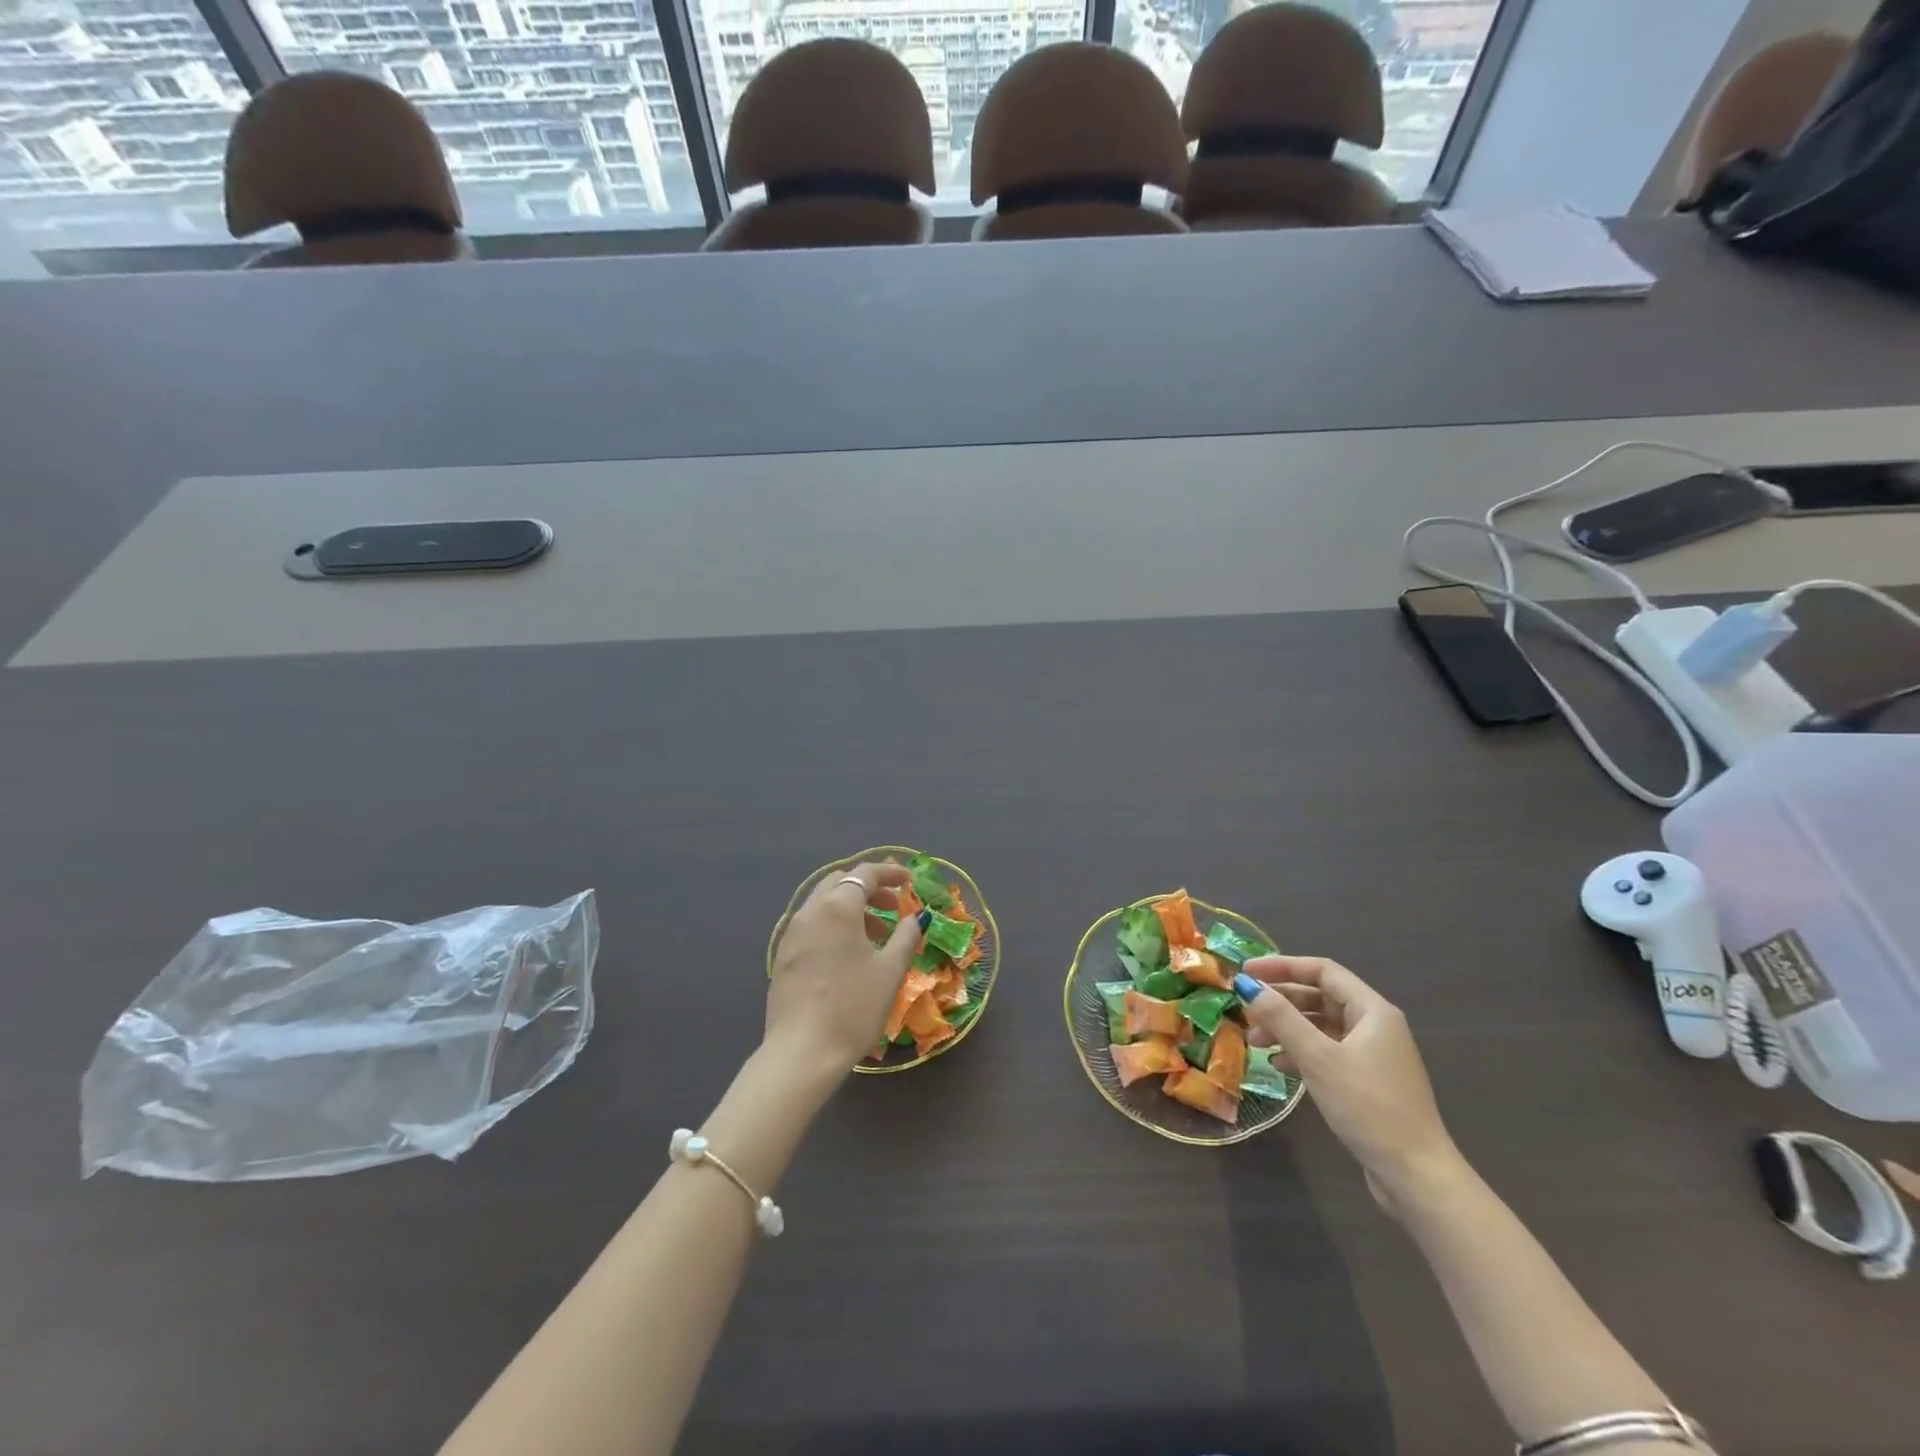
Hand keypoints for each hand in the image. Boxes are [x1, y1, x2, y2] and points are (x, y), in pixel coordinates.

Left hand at [766, 861, 926, 1073]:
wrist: (802, 1053)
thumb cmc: (853, 1007)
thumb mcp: (890, 971)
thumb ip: (906, 936)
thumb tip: (915, 917)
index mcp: (837, 908)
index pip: (864, 874)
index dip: (890, 873)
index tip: (909, 882)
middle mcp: (810, 912)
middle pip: (839, 883)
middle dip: (868, 888)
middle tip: (894, 906)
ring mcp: (791, 934)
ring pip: (823, 904)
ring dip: (851, 907)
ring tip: (876, 934)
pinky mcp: (782, 957)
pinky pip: (811, 925)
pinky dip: (833, 925)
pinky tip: (848, 954)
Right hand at [1238, 955, 1463, 1214]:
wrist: (1415, 1176)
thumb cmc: (1368, 1106)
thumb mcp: (1318, 1058)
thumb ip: (1280, 1017)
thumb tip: (1246, 984)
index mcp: (1372, 1011)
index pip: (1322, 971)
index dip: (1282, 966)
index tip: (1246, 971)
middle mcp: (1375, 1026)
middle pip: (1320, 997)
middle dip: (1281, 1001)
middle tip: (1245, 1009)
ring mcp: (1373, 1055)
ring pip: (1321, 1026)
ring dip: (1286, 1028)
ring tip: (1254, 1041)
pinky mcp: (1367, 1082)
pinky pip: (1327, 1052)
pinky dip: (1301, 1052)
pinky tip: (1279, 1065)